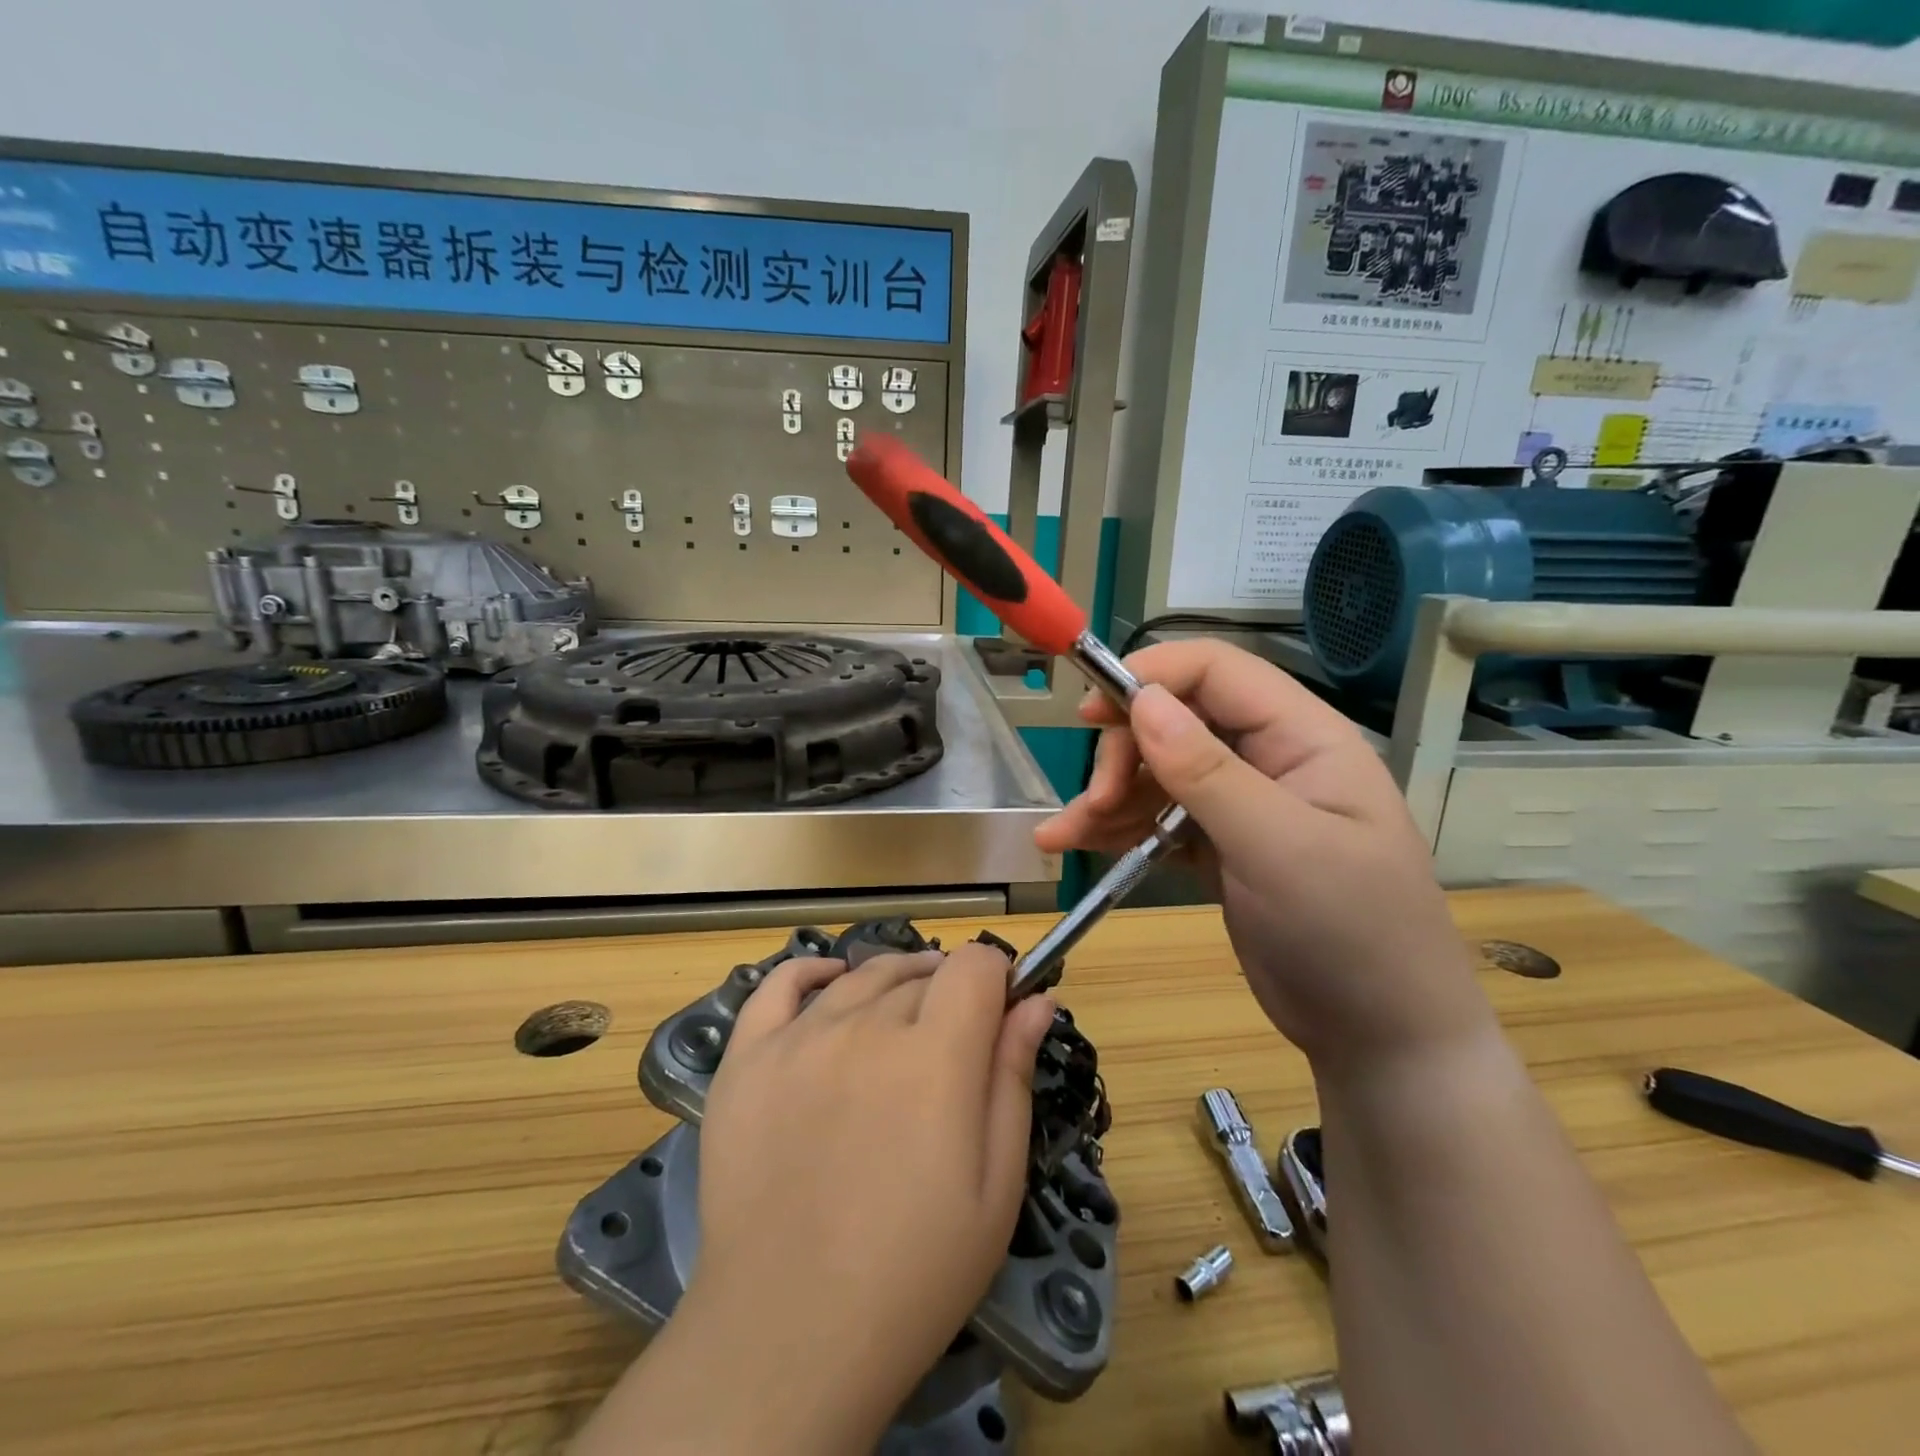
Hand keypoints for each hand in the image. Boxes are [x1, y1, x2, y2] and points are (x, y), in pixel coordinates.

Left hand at [688, 943, 1054, 1445]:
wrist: (790, 1334)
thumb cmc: (914, 1270)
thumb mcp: (995, 1184)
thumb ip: (1014, 1077)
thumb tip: (1037, 1000)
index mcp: (935, 1054)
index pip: (974, 965)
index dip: (997, 977)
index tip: (1000, 1011)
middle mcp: (865, 1026)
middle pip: (921, 974)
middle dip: (949, 992)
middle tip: (953, 1042)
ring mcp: (798, 1038)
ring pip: (862, 976)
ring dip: (894, 982)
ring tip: (904, 1015)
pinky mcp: (747, 1059)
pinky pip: (778, 985)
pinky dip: (811, 972)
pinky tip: (831, 981)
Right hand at [1036, 638, 1492, 1072]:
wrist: (1381, 1036)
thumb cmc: (1349, 932)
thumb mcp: (1278, 848)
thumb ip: (1207, 772)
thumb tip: (1142, 701)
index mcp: (1302, 737)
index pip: (1217, 671)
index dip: (1151, 676)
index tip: (1091, 712)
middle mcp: (1270, 759)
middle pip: (1176, 721)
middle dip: (1124, 754)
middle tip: (1094, 802)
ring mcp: (1243, 805)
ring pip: (1159, 774)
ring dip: (1107, 796)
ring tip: (1063, 833)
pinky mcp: (1221, 847)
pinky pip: (1158, 820)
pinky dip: (1117, 829)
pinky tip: (1076, 843)